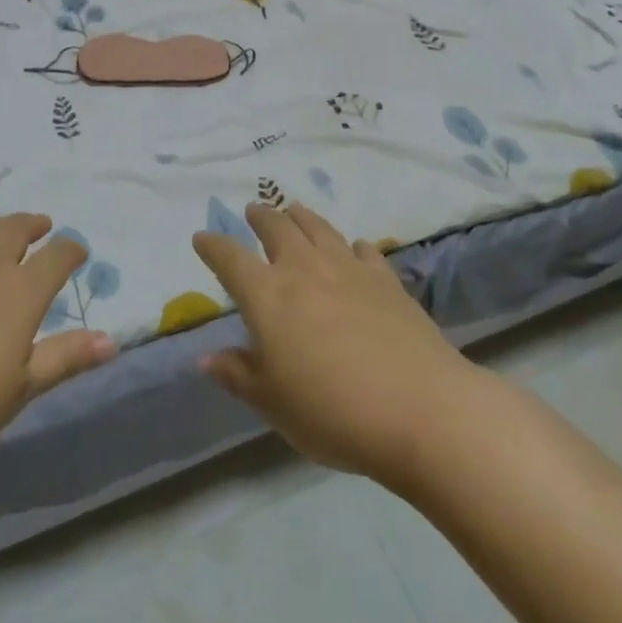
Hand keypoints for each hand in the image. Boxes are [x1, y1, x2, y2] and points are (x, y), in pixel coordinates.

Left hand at [0, 214, 115, 479]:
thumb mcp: (18, 392)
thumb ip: (64, 359)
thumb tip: (112, 341)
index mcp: (19, 292)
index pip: (56, 257)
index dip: (71, 251)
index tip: (79, 252)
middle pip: (13, 231)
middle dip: (32, 225)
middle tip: (43, 225)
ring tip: (1, 227)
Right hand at [193, 202, 471, 486]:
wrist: (420, 407)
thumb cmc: (332, 412)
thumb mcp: (273, 404)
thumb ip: (238, 375)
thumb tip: (205, 357)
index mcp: (268, 295)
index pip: (230, 259)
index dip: (213, 246)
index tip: (201, 237)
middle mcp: (304, 269)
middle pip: (277, 228)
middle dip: (261, 216)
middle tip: (253, 211)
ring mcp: (348, 268)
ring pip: (318, 228)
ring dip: (301, 216)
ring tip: (294, 210)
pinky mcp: (386, 279)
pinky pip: (362, 250)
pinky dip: (351, 245)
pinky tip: (353, 249)